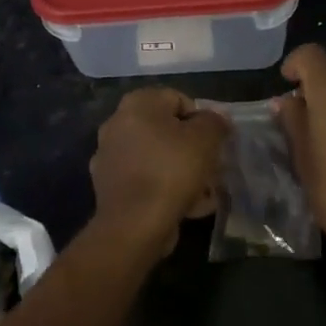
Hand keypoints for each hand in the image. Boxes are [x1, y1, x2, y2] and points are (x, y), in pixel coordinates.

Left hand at [89, 88, 228, 259]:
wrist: (133, 225)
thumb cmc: (171, 171)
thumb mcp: (205, 140)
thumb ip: (214, 122)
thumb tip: (218, 117)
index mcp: (137, 103)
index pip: (179, 100)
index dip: (202, 120)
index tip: (214, 144)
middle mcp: (117, 122)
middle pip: (166, 130)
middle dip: (191, 148)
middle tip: (211, 168)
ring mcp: (109, 154)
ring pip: (156, 156)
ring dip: (180, 170)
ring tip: (203, 192)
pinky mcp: (108, 185)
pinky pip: (144, 179)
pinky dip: (163, 188)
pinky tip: (185, 207)